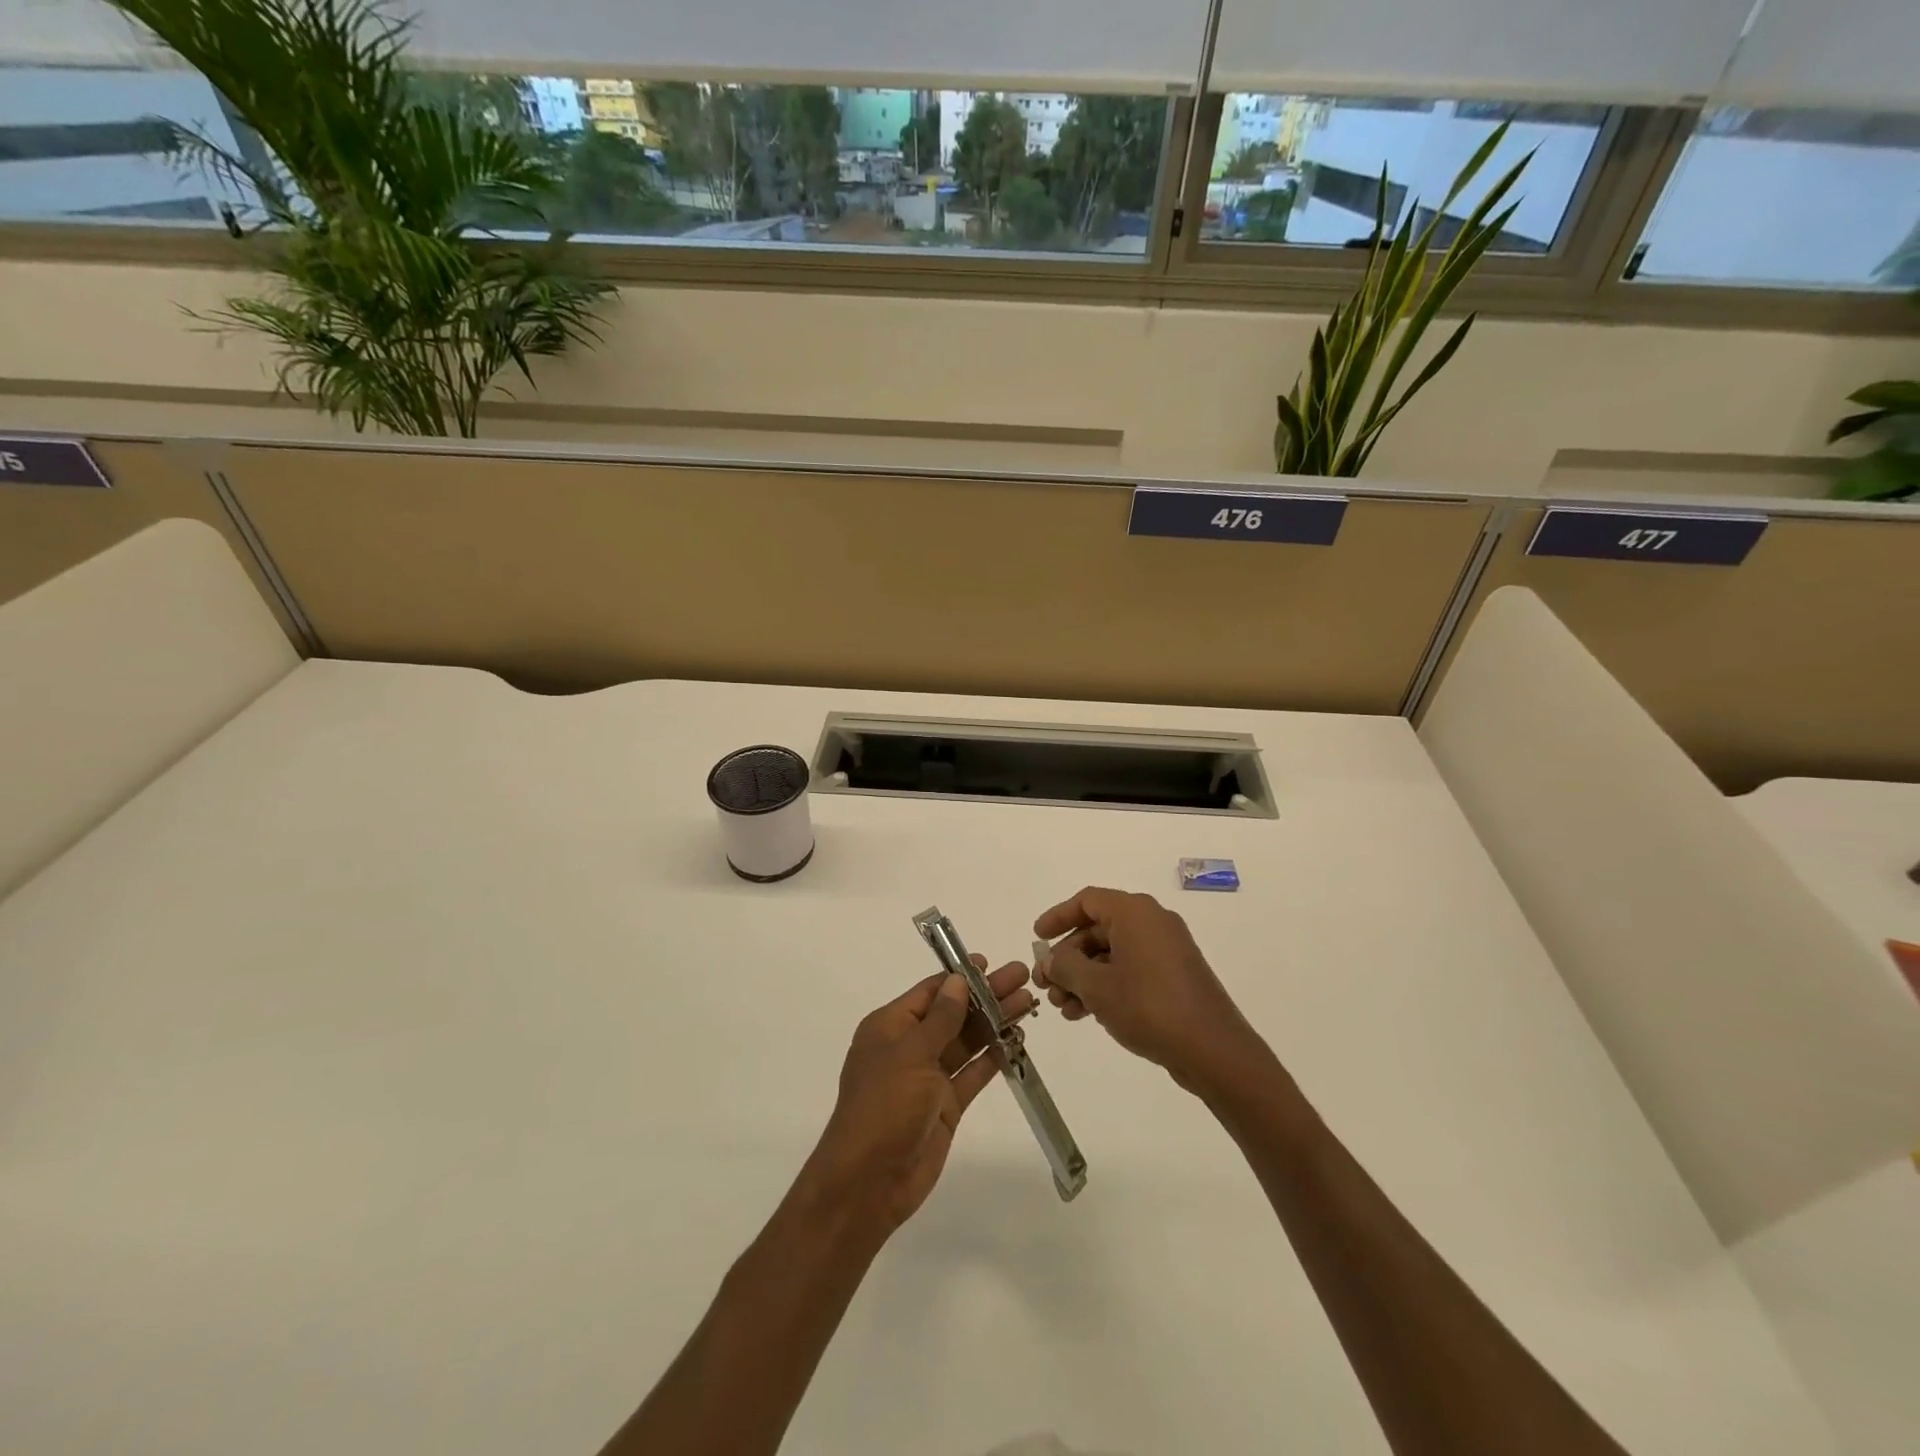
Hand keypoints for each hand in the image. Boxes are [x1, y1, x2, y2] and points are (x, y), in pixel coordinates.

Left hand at [803, 958, 1035, 1234]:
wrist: (870, 1182)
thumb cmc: (885, 1105)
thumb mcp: (911, 1053)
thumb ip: (940, 1018)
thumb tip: (958, 981)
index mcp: (890, 1027)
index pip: (930, 992)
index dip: (960, 977)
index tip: (990, 964)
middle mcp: (909, 1047)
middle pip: (953, 1013)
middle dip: (986, 995)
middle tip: (1022, 976)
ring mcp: (928, 1077)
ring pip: (967, 1041)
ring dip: (995, 1022)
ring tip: (1028, 1003)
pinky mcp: (945, 1105)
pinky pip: (972, 1073)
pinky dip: (994, 1057)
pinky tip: (1017, 1040)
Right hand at [1033, 887, 1265, 1095]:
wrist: (1213, 1050)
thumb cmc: (1149, 1007)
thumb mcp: (1096, 987)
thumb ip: (1065, 967)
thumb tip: (1052, 959)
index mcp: (1135, 912)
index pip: (1087, 901)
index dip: (1058, 917)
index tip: (1037, 938)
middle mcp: (1152, 922)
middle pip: (1097, 929)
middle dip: (1067, 958)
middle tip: (1046, 985)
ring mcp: (1166, 950)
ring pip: (1112, 954)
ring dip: (1083, 977)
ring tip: (1064, 1008)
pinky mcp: (1174, 976)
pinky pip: (1130, 970)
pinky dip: (1106, 986)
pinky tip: (1087, 1014)